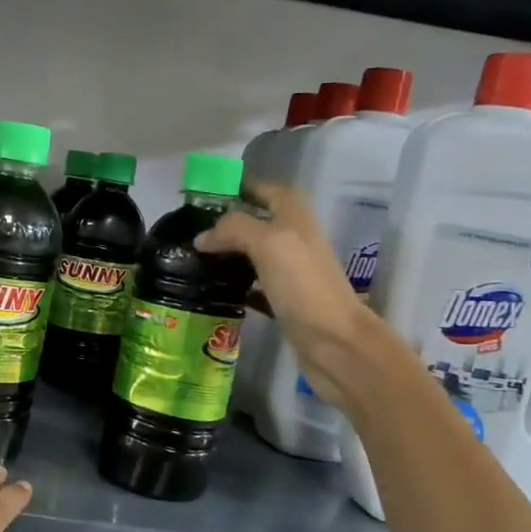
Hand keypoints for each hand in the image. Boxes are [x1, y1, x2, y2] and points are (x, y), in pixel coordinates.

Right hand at [194, 182, 378, 409]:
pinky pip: (256, 287)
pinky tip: (214, 290)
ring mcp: (293, 275)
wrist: (335, 343)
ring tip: (197, 257)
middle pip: (262, 223)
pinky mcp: (286, 304)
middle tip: (196, 229)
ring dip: (231, 253)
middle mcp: (296, 243)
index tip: (213, 193)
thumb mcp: (268, 243)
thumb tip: (202, 237)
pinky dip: (236, 285)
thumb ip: (234, 230)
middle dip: (231, 223)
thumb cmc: (304, 286)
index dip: (248, 187)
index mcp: (297, 220)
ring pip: (256, 255)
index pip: (272, 192)